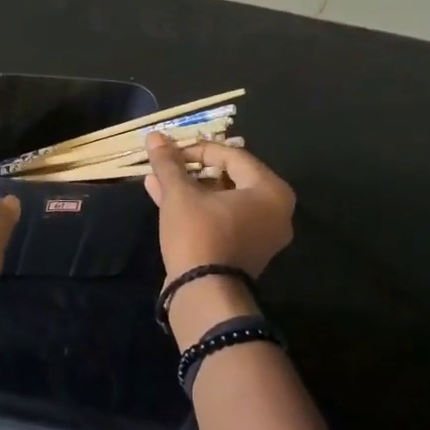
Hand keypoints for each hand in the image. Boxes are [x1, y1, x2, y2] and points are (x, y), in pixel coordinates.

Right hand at [144, 133, 295, 281]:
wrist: (203, 293)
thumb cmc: (199, 234)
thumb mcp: (180, 194)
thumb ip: (168, 163)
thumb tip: (154, 136)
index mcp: (270, 191)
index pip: (232, 156)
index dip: (197, 149)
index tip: (170, 151)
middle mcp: (275, 211)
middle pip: (230, 177)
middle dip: (193, 169)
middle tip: (167, 164)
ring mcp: (261, 235)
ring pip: (222, 199)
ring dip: (190, 188)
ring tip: (159, 178)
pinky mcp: (244, 252)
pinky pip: (222, 219)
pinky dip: (198, 208)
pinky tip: (163, 197)